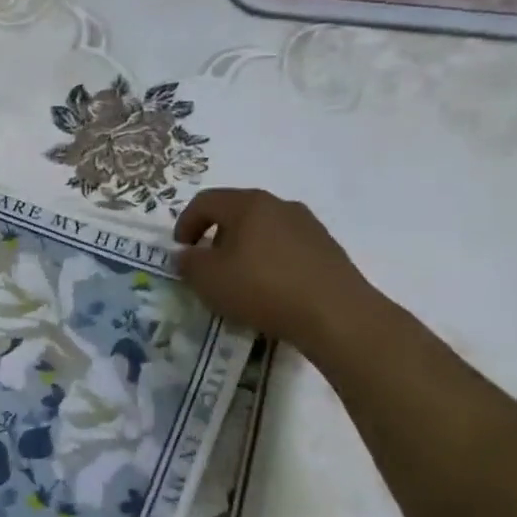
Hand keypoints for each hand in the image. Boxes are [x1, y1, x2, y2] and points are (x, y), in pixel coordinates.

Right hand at [173, 188, 380, 358]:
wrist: (335, 314)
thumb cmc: (261, 288)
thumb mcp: (207, 278)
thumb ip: (188, 262)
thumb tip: (187, 254)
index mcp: (248, 204)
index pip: (205, 201)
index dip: (185, 223)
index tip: (181, 250)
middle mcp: (280, 205)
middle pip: (236, 212)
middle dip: (215, 235)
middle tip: (207, 264)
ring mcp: (308, 225)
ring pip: (263, 229)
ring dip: (243, 248)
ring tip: (238, 278)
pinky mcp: (327, 248)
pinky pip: (286, 247)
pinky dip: (269, 260)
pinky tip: (268, 287)